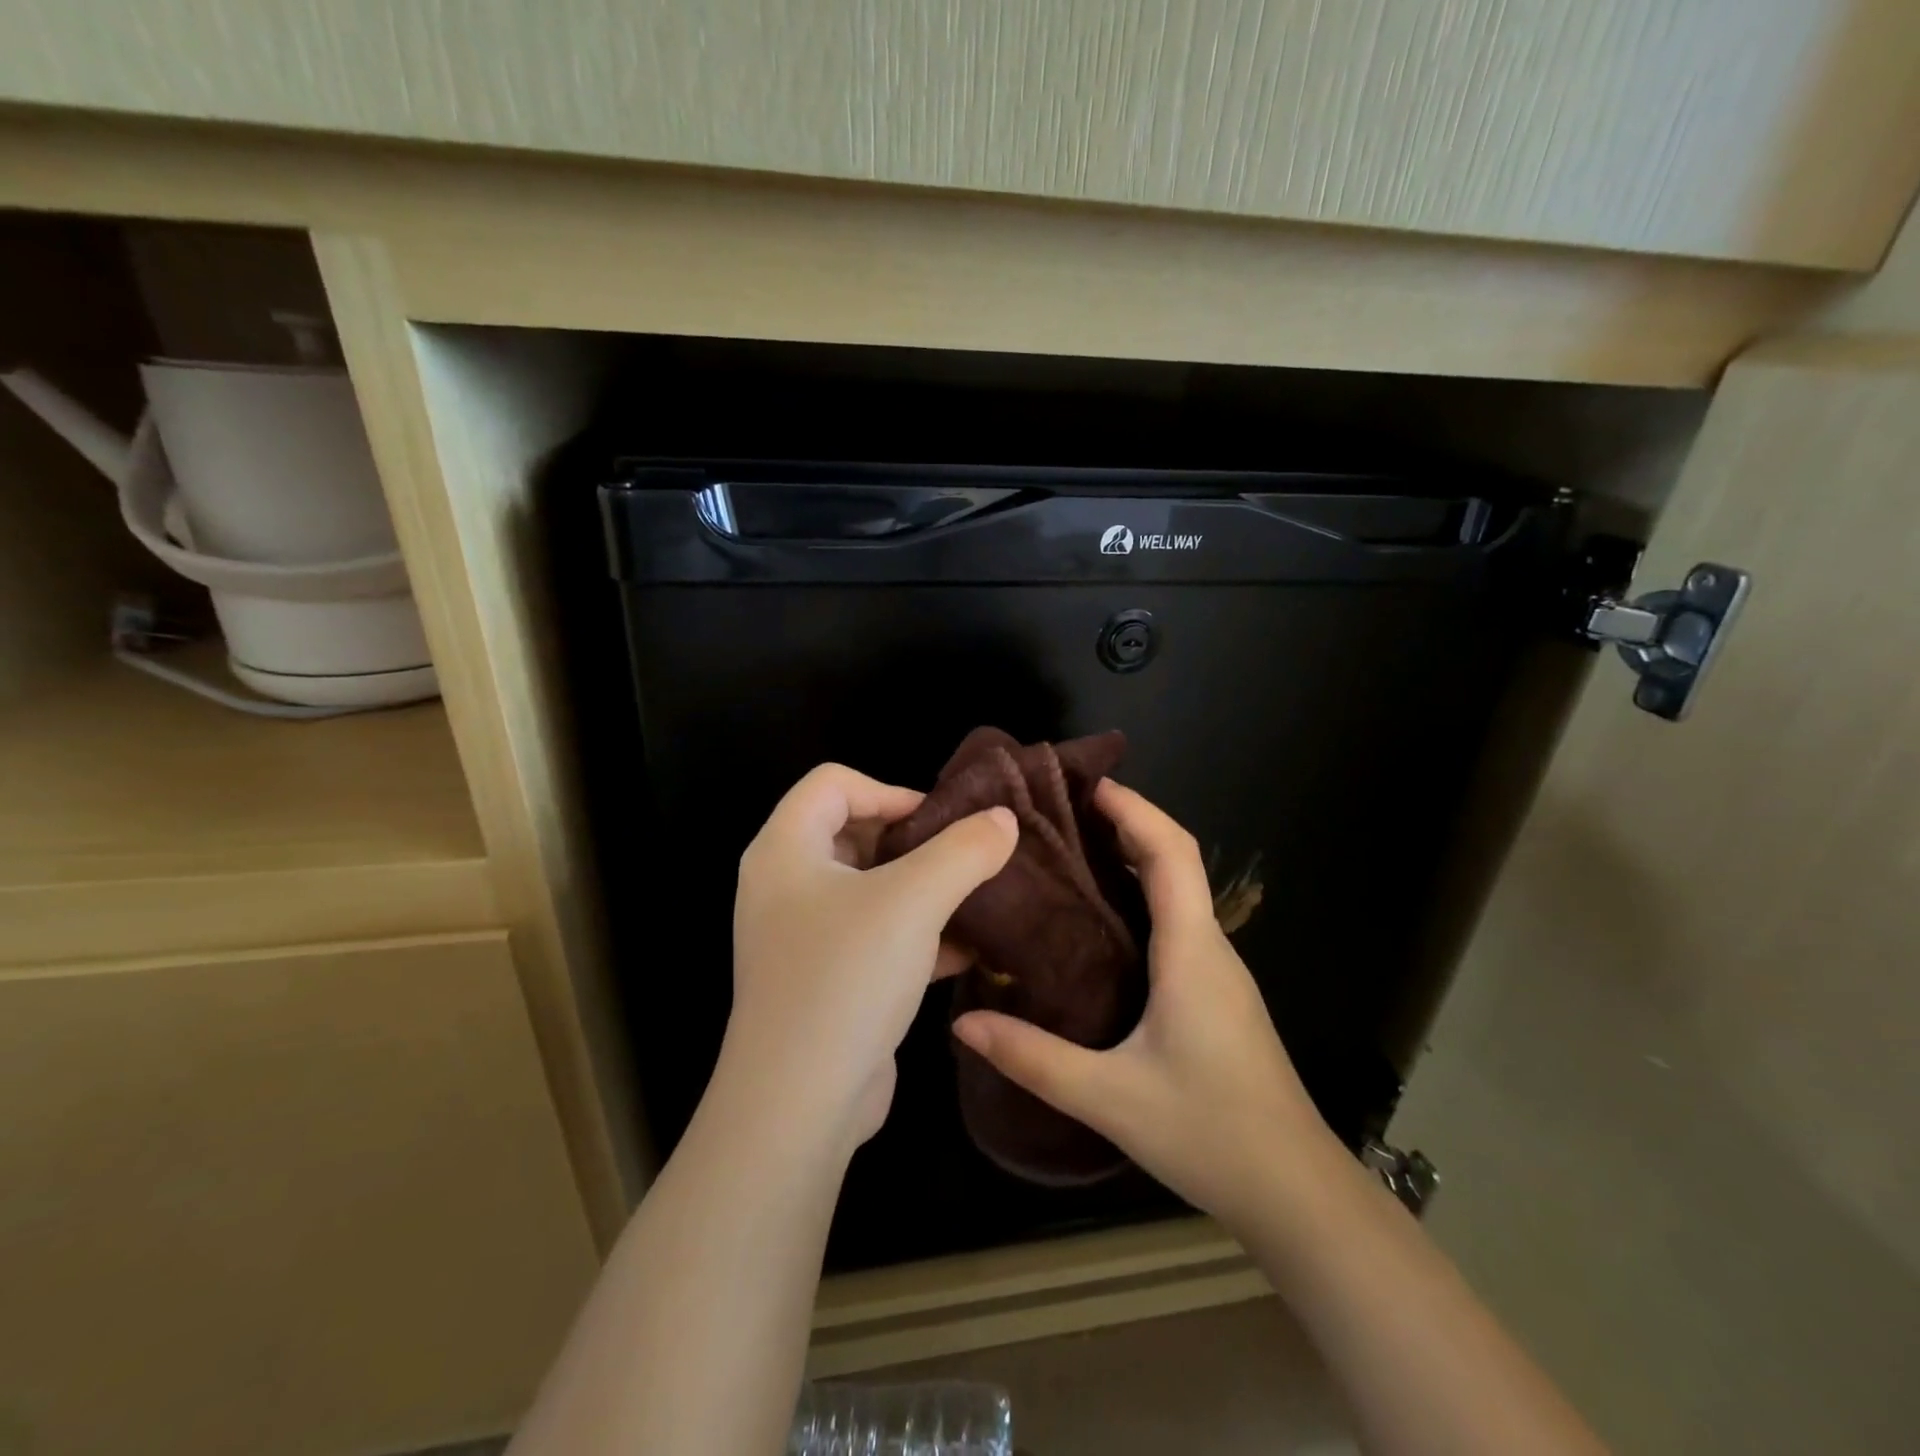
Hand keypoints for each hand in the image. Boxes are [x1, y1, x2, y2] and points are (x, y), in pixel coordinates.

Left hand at [721, 763, 1017, 1156]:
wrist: (800, 1105)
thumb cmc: (846, 977)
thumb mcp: (914, 901)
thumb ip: (964, 850)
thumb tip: (1005, 819)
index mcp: (785, 849)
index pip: (834, 783)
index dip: (890, 790)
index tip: (940, 821)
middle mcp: (785, 885)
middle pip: (852, 831)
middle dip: (913, 840)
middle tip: (961, 856)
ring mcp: (802, 936)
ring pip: (869, 888)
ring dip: (921, 888)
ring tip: (974, 896)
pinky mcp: (824, 979)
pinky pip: (874, 936)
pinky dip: (915, 933)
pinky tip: (966, 948)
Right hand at [952, 780, 1333, 1229]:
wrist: (1295, 1192)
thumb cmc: (1210, 1133)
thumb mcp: (1109, 1097)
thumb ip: (1033, 1057)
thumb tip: (962, 1022)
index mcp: (1191, 951)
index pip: (1171, 852)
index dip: (1134, 809)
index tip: (1088, 784)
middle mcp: (1210, 947)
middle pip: (1176, 860)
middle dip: (1127, 823)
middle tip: (1063, 813)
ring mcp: (1218, 971)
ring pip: (1179, 891)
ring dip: (1134, 858)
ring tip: (1070, 853)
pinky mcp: (1215, 994)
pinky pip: (1177, 922)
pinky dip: (1141, 896)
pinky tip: (1099, 922)